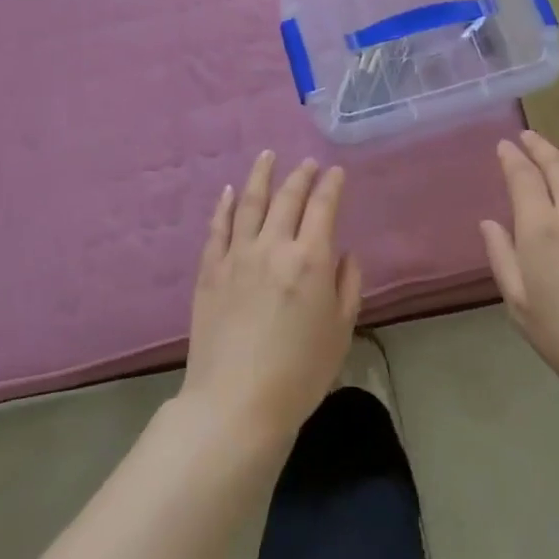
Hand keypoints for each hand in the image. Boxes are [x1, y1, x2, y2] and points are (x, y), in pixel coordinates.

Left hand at [181, 151, 361, 450]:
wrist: (236, 402)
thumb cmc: (300, 372)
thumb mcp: (340, 331)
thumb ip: (347, 285)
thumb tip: (344, 254)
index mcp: (310, 259)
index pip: (323, 207)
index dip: (331, 185)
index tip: (336, 171)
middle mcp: (273, 246)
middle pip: (287, 198)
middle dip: (301, 175)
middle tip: (308, 162)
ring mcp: (237, 255)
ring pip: (249, 202)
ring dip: (261, 175)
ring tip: (267, 156)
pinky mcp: (210, 270)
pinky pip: (218, 228)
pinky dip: (225, 205)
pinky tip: (230, 191)